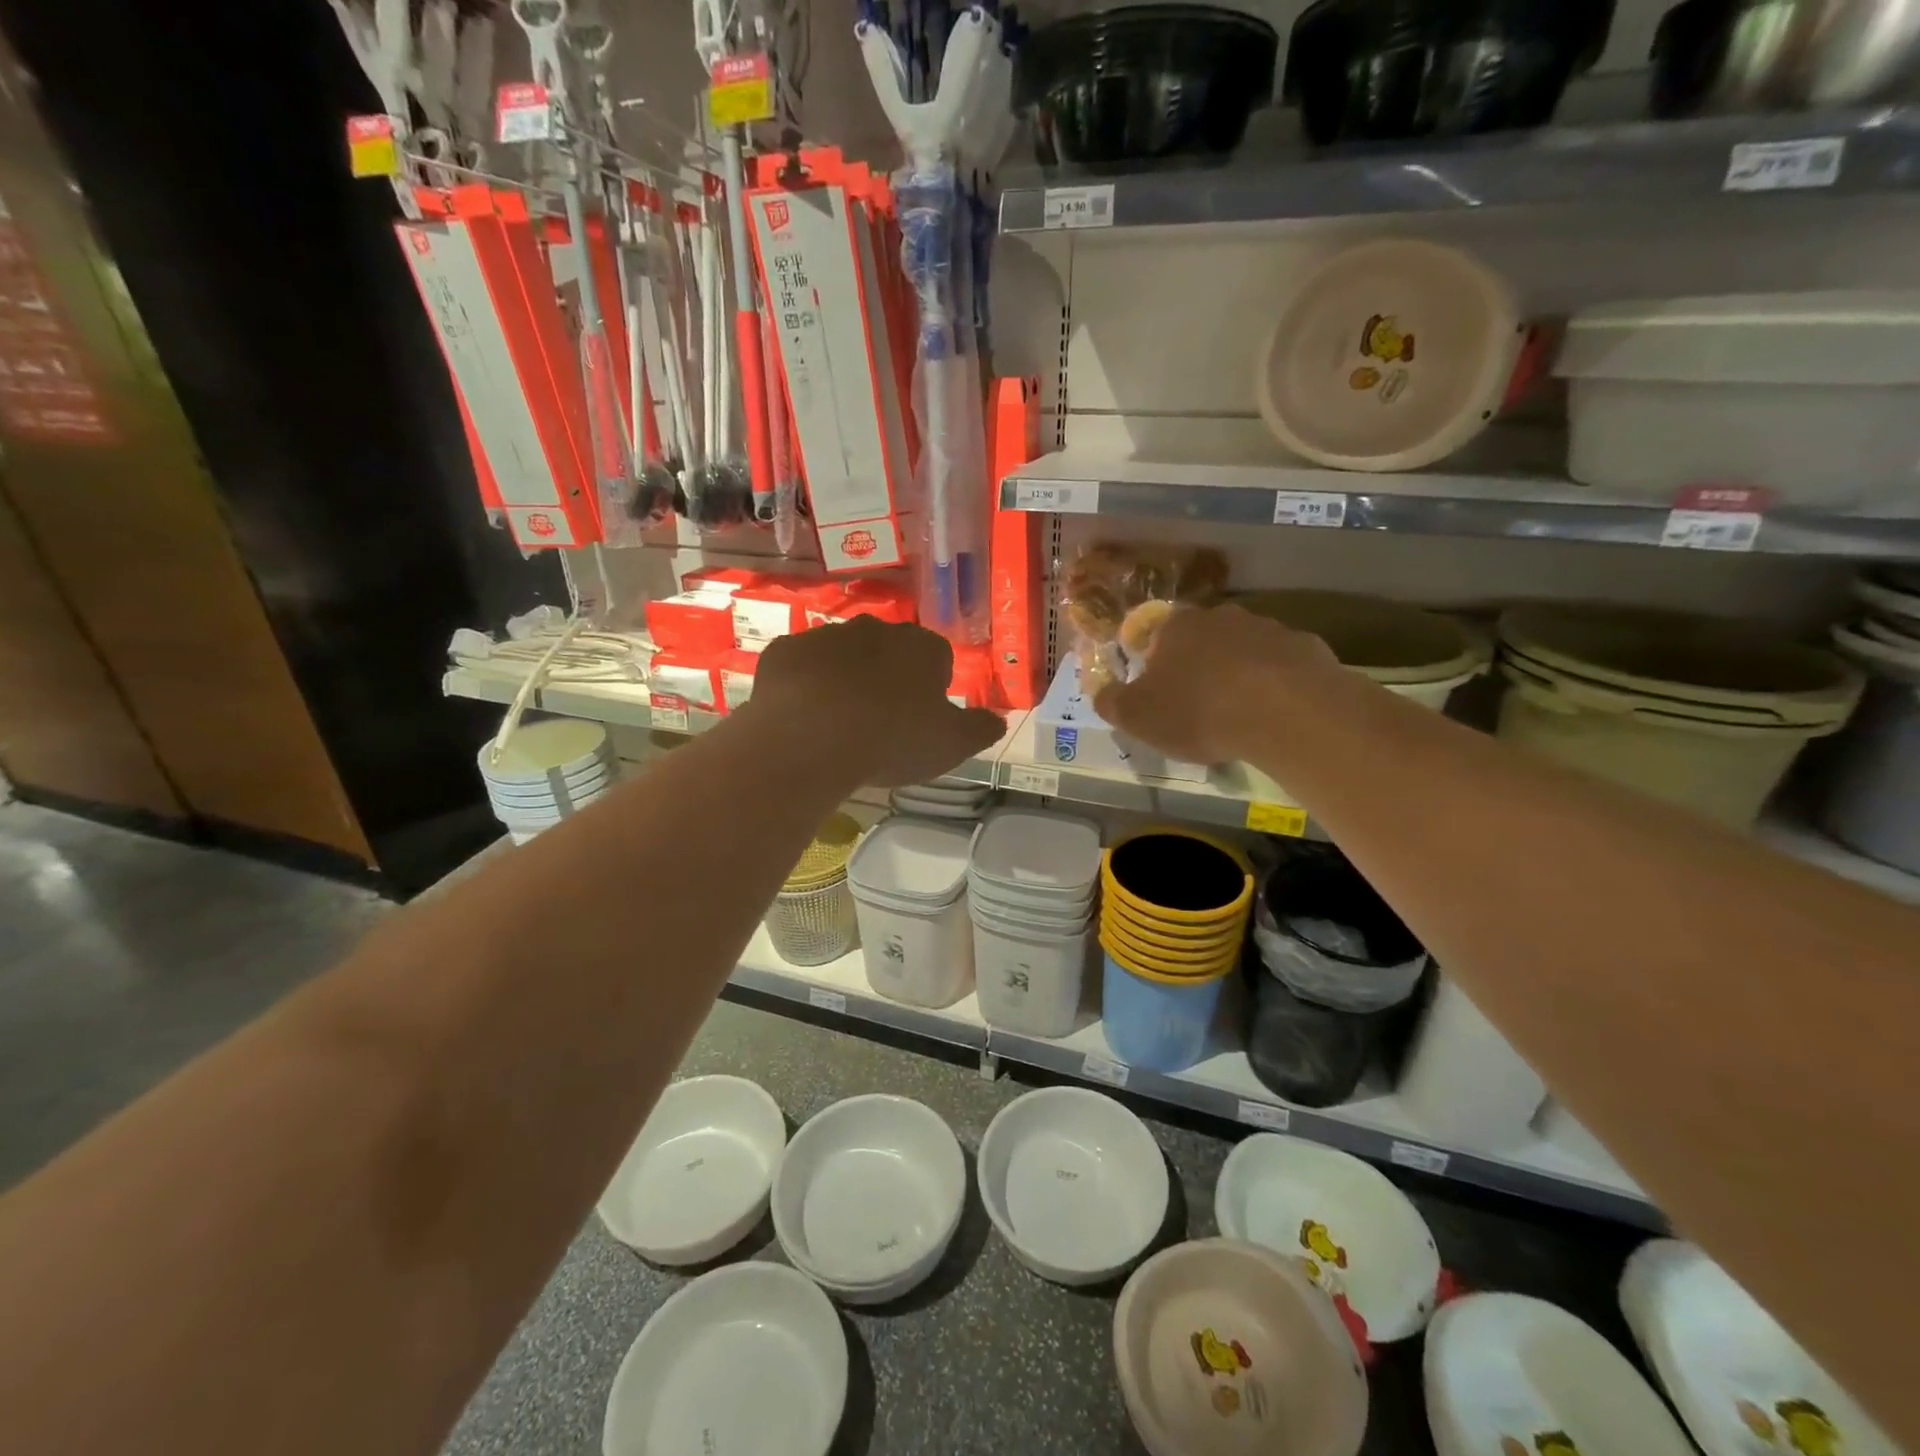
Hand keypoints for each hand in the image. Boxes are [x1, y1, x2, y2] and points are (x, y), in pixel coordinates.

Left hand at [747, 617, 1005, 786]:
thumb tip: (999, 720)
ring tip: (838, 721)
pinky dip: (803, 684)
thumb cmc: (892, 739)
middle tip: (880, 719)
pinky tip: (802, 716)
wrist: (812, 737)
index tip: (922, 716)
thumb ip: (980, 729)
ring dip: (844, 678)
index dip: (932, 686)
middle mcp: (876, 630)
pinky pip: (800, 666)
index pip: (937, 658)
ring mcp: (826, 636)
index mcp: (922, 648)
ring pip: (842, 654)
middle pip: (888, 650)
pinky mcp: (785, 651)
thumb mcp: (952, 744)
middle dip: (886, 676)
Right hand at [1093, 604, 1340, 764]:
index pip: (1155, 637)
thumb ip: (1111, 702)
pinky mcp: (1307, 647)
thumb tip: (1100, 692)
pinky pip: (1282, 666)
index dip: (1154, 666)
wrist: (1285, 712)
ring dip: (1238, 673)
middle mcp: (1220, 617)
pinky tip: (1275, 713)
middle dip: (1198, 667)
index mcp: (1175, 628)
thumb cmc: (1198, 712)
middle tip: (1198, 706)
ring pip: (1244, 650)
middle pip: (1202, 640)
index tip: (1160, 696)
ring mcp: (1268, 628)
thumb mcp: (1137, 717)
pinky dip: (1276, 684)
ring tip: (1240, 714)